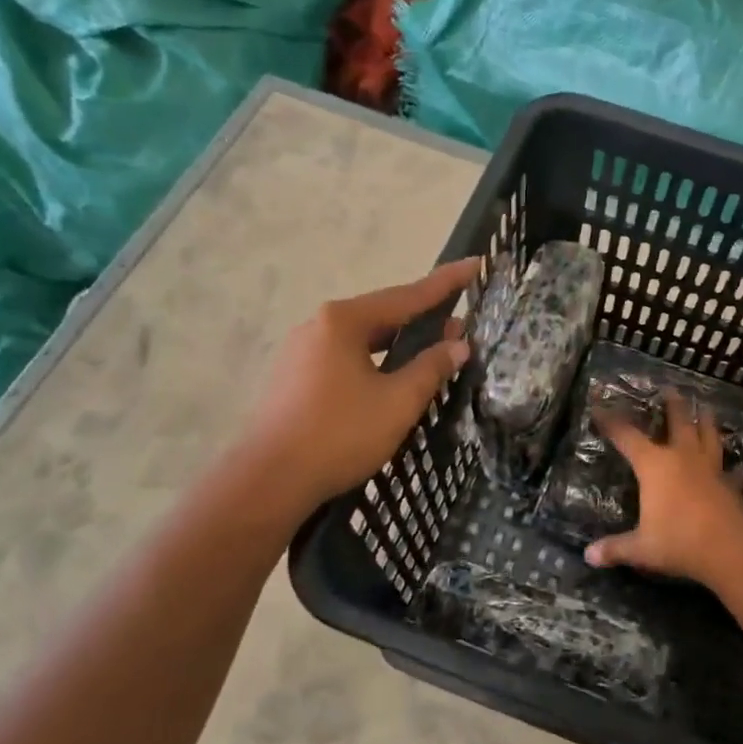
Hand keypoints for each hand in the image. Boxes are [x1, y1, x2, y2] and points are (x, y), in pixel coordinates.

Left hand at [245, 259, 480, 512]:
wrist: (269, 479)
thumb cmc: (339, 434)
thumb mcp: (398, 402)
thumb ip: (431, 368)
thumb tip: (458, 344)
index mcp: (344, 321)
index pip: (407, 295)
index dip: (445, 283)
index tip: (473, 264)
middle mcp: (318, 325)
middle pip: (381, 315)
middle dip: (422, 319)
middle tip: (459, 326)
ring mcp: (300, 351)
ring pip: (362, 339)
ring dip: (397, 344)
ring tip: (430, 352)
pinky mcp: (293, 377)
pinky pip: (344, 357)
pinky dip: (374, 361)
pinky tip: (388, 378)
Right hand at [584, 391, 742, 581]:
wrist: (730, 548)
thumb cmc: (679, 541)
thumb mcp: (641, 548)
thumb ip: (616, 548)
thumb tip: (589, 556)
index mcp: (654, 465)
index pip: (627, 436)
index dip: (611, 422)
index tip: (600, 408)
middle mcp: (682, 458)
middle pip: (678, 422)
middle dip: (673, 405)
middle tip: (671, 389)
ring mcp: (710, 468)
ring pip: (709, 436)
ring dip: (707, 421)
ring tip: (706, 408)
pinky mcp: (730, 484)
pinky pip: (730, 469)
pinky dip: (731, 466)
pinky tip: (735, 466)